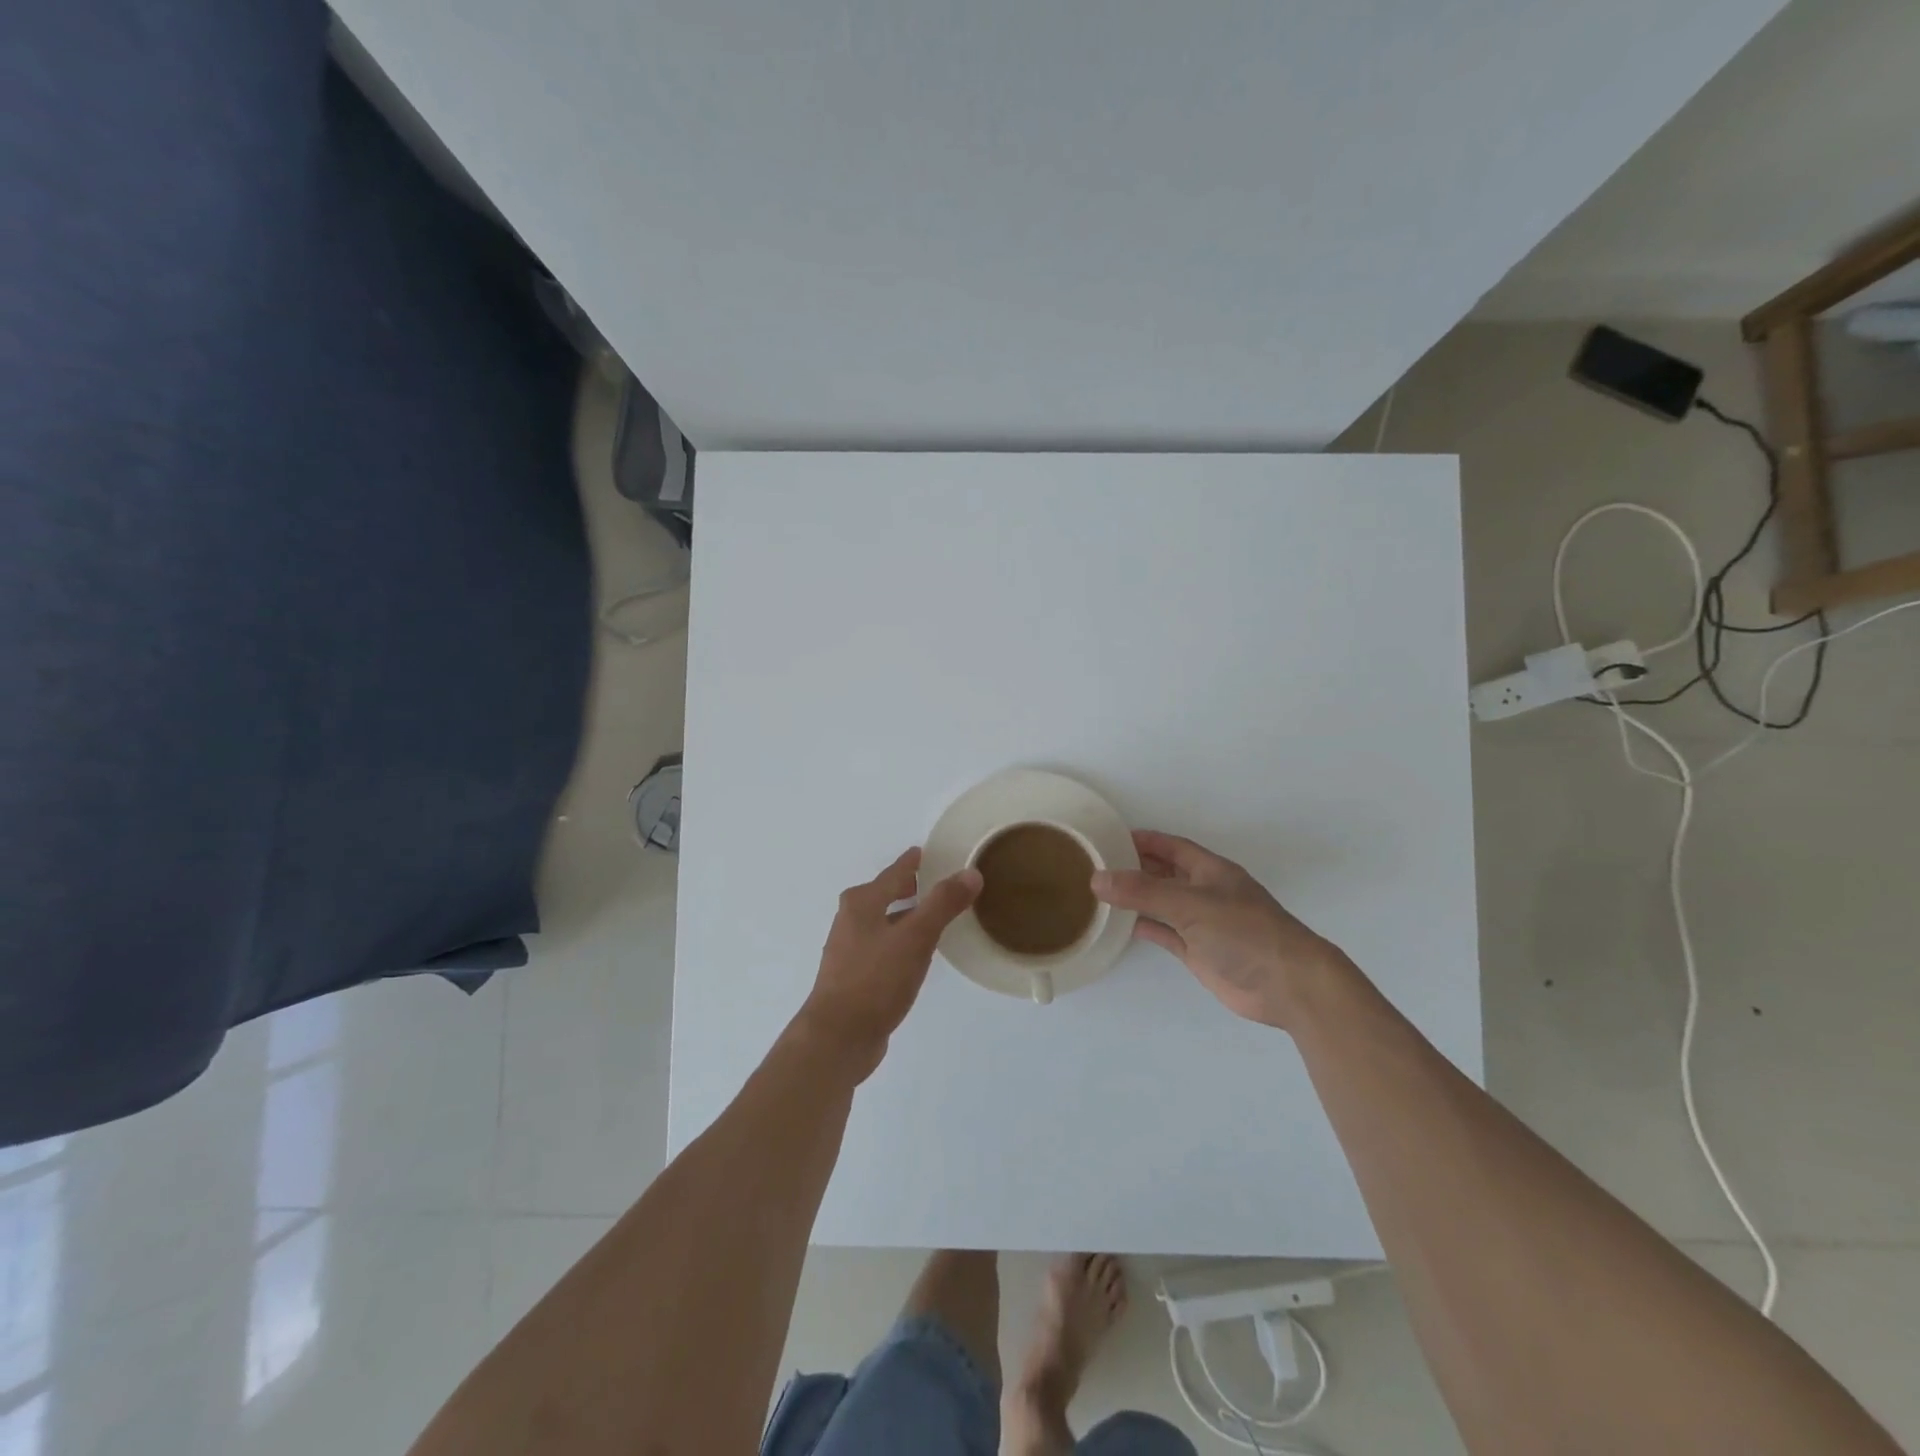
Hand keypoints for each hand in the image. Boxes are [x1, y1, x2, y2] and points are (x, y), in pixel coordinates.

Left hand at [796, 848, 982, 1079]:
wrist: (837, 1037)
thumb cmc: (875, 979)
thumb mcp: (915, 938)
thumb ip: (943, 904)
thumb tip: (970, 873)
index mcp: (862, 903)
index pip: (894, 873)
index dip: (913, 862)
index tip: (927, 852)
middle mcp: (851, 920)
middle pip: (884, 895)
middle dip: (909, 888)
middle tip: (938, 884)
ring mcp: (849, 950)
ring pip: (884, 922)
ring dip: (906, 916)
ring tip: (935, 918)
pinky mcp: (854, 977)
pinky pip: (883, 947)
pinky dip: (901, 941)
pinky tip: (917, 956)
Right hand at [1092, 830, 1349, 1029]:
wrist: (1287, 985)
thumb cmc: (1244, 932)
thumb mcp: (1190, 904)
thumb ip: (1143, 891)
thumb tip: (1096, 878)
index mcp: (1211, 871)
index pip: (1172, 847)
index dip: (1145, 840)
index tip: (1111, 836)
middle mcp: (1205, 893)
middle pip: (1165, 873)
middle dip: (1136, 867)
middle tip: (1098, 863)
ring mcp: (1203, 924)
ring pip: (1163, 903)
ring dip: (1137, 898)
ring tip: (1101, 892)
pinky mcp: (1199, 952)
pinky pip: (1166, 933)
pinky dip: (1146, 927)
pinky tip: (1123, 924)